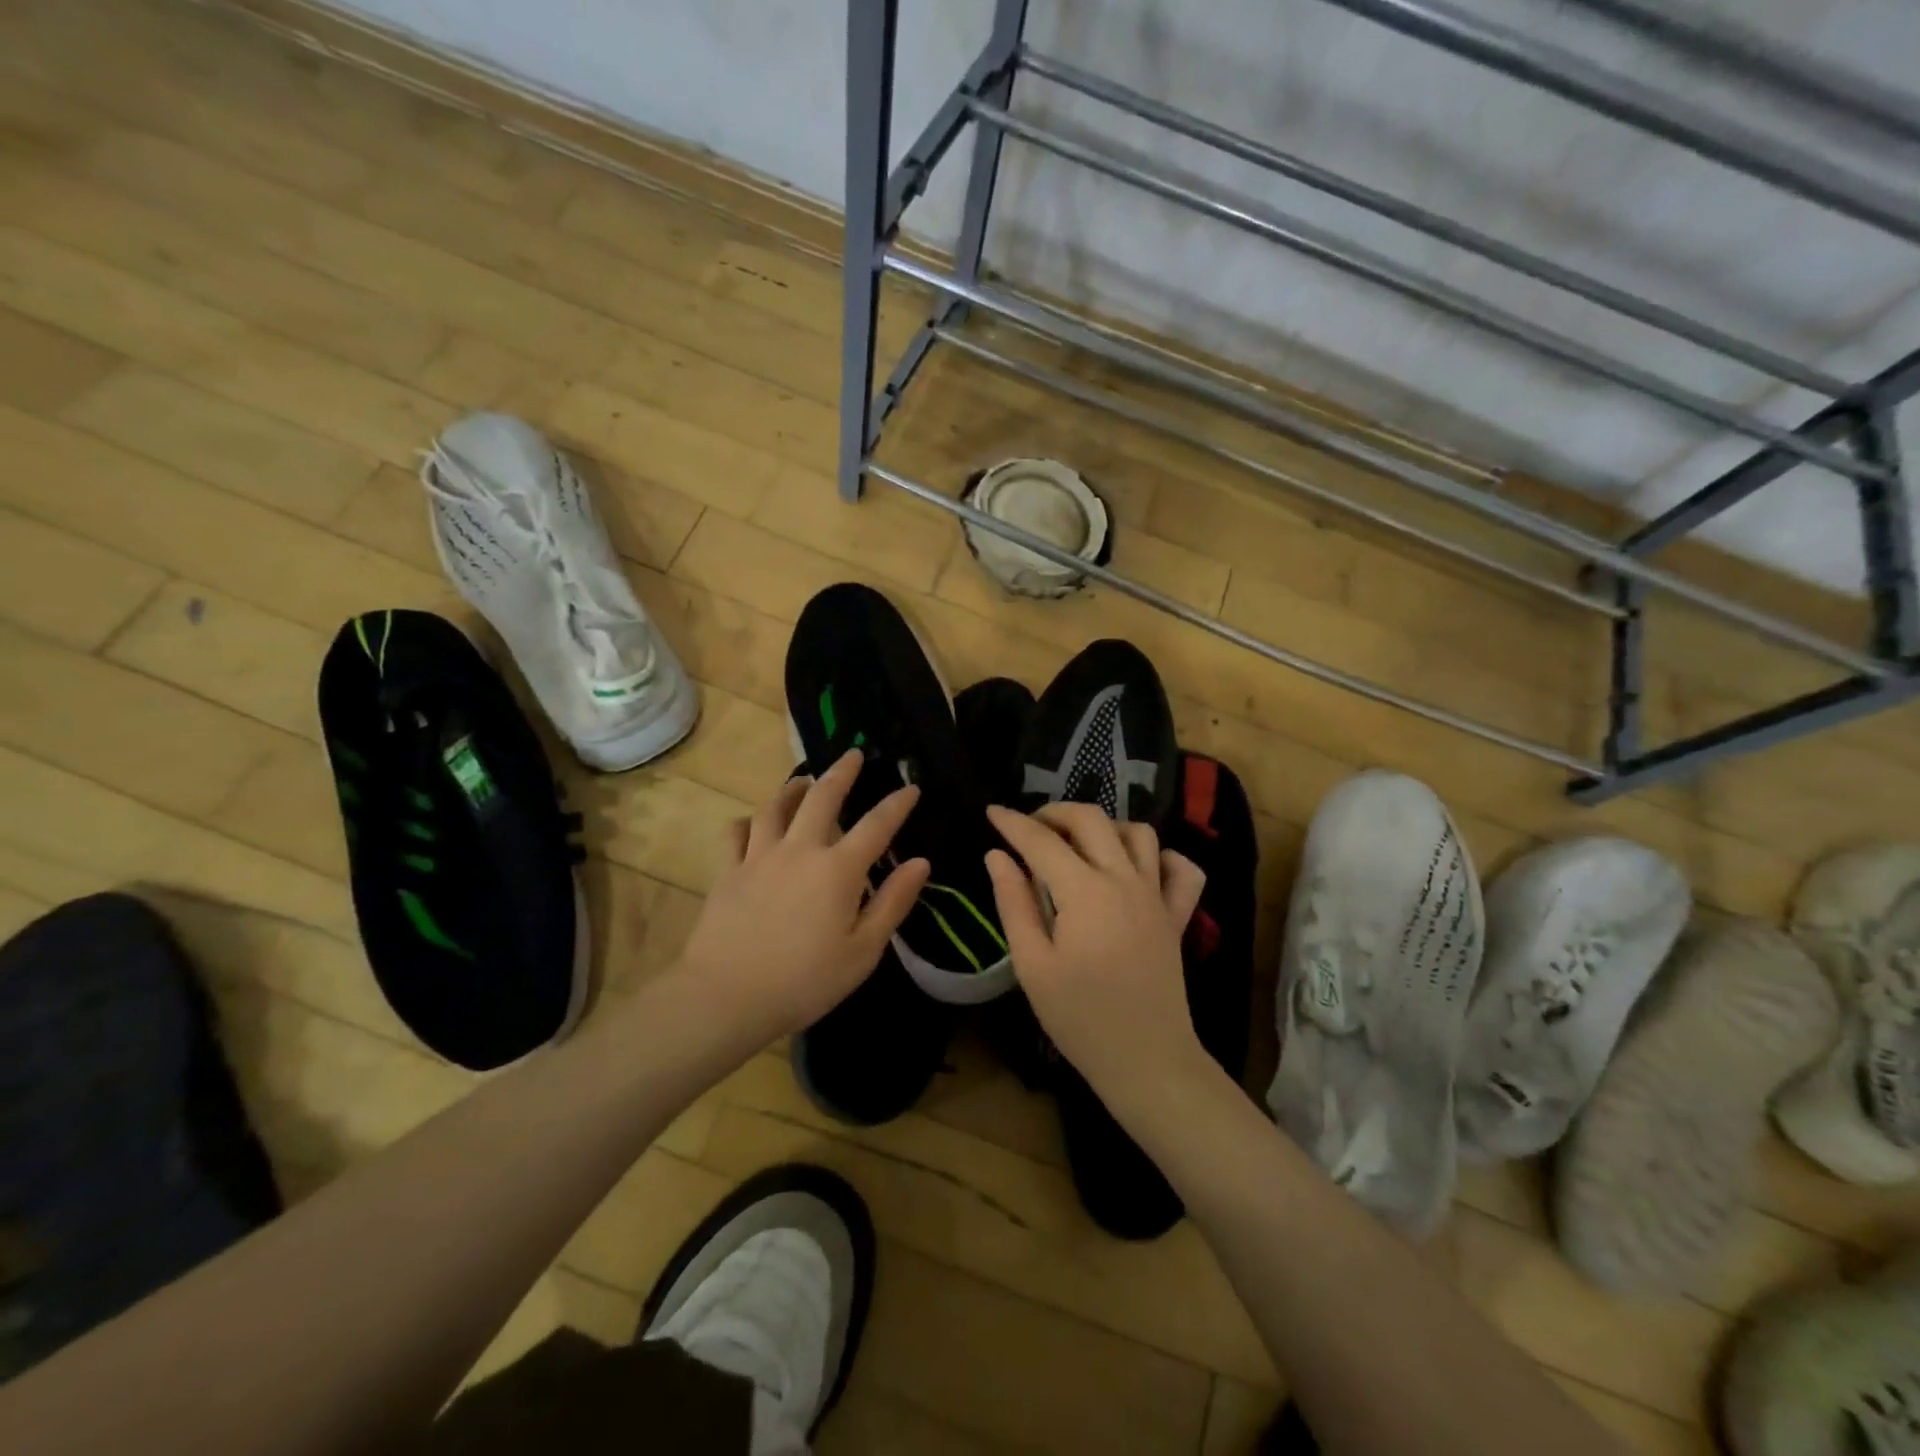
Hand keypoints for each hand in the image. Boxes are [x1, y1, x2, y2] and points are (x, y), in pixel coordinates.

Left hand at [672, 750, 928, 1051]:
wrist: (727, 996)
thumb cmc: (805, 981)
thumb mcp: (863, 951)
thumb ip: (893, 902)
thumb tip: (921, 862)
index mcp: (839, 870)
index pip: (877, 826)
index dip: (897, 804)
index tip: (910, 787)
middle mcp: (800, 850)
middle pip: (822, 797)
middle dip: (842, 772)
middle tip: (852, 754)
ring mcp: (759, 856)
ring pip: (776, 807)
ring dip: (793, 788)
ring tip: (804, 780)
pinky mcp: (727, 871)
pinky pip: (736, 832)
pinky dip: (747, 821)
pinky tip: (752, 822)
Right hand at [984, 803, 1209, 1111]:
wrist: (1146, 1061)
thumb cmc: (1080, 1018)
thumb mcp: (1033, 965)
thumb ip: (1014, 903)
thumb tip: (997, 856)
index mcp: (1085, 891)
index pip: (1042, 841)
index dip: (1013, 823)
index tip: (991, 812)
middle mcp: (1124, 879)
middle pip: (1091, 819)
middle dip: (1055, 812)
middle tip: (1029, 829)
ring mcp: (1156, 895)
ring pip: (1138, 832)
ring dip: (1104, 827)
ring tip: (1077, 844)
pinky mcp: (1176, 915)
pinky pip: (1181, 869)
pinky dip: (1160, 856)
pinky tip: (1136, 868)